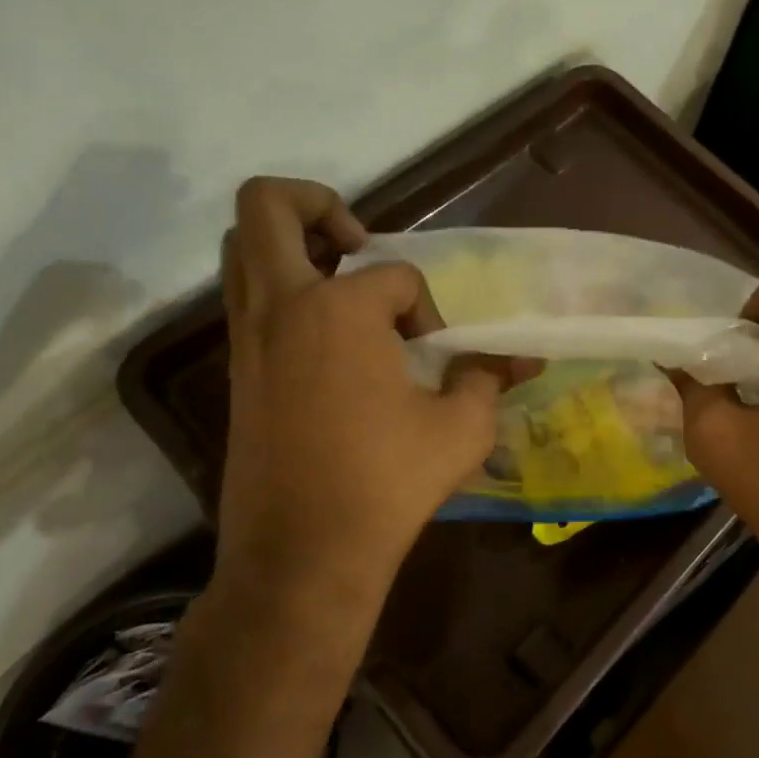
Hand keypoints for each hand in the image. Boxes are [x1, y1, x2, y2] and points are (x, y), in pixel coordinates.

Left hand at [214, 179, 501, 626]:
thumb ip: (488, 379)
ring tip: (341, 280)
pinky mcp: (236, 370)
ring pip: (241, 250)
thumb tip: (522, 360)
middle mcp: (282, 306)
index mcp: (340, 310)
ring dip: (290, 245)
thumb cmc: (386, 483)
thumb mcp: (461, 428)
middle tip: (356, 240)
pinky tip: (329, 336)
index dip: (425, 308)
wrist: (302, 554)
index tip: (434, 356)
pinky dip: (282, 291)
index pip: (396, 277)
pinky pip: (248, 299)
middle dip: (315, 203)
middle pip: (267, 208)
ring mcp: (248, 337)